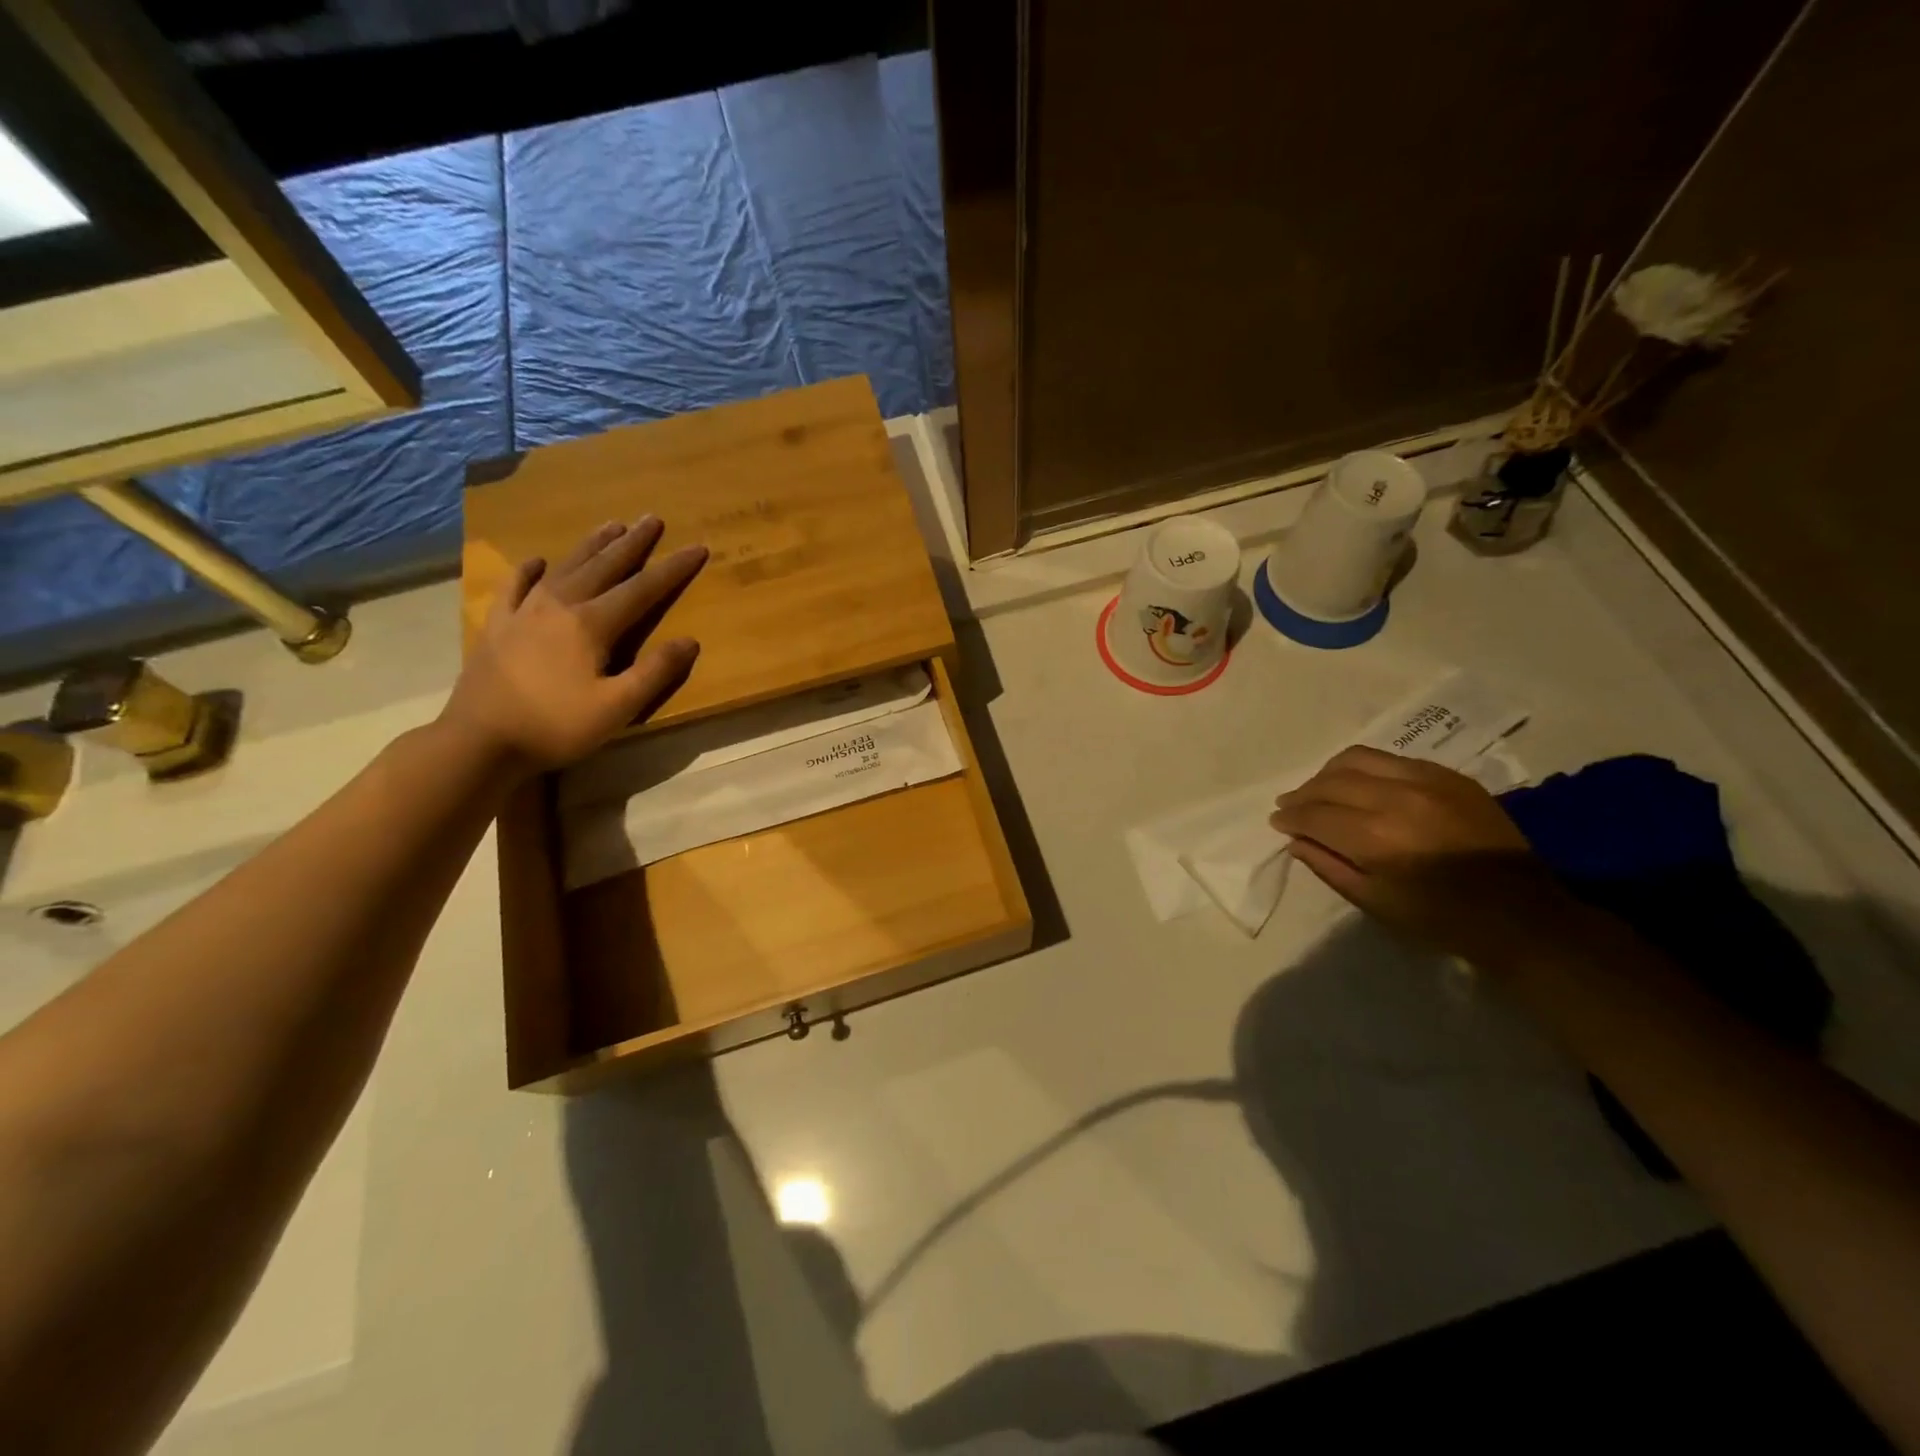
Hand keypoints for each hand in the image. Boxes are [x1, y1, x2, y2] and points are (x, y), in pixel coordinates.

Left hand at [441, 517, 707, 772]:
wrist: (479, 741)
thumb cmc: (555, 726)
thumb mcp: (617, 708)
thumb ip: (654, 672)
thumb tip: (690, 640)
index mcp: (591, 625)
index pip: (642, 589)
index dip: (673, 569)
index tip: (697, 547)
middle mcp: (559, 606)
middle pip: (604, 567)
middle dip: (632, 543)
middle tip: (652, 519)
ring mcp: (524, 612)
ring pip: (565, 568)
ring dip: (591, 546)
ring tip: (611, 525)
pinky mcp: (498, 626)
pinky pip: (514, 587)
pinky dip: (528, 571)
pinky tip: (537, 562)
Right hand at [1270, 745, 1584, 963]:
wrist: (1522, 914)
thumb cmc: (1441, 919)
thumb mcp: (1374, 903)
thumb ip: (1329, 866)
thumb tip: (1296, 840)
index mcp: (1375, 836)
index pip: (1315, 814)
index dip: (1290, 817)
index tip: (1277, 821)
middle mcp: (1396, 797)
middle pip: (1331, 781)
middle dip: (1303, 793)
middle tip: (1290, 805)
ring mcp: (1426, 780)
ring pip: (1358, 758)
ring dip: (1329, 773)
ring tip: (1320, 789)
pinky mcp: (1449, 776)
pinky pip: (1393, 759)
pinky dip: (1365, 768)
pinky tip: (1361, 784)